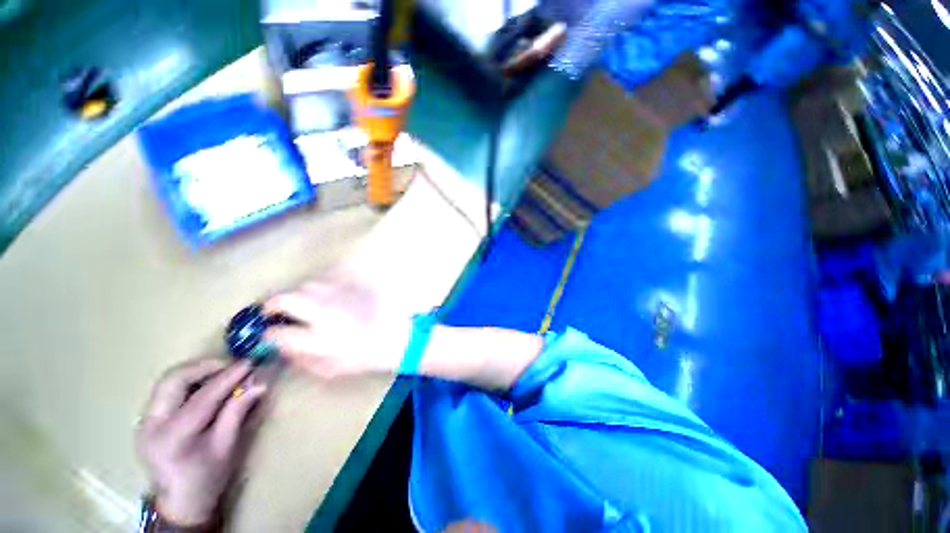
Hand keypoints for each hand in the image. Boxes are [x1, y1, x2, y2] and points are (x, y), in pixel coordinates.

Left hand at [136, 359, 267, 526]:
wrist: (179, 500)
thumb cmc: (208, 476)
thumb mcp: (227, 446)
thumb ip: (238, 411)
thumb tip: (259, 383)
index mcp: (173, 438)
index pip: (202, 398)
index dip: (228, 377)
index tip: (250, 362)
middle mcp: (151, 425)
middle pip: (173, 380)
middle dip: (205, 366)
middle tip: (233, 365)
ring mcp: (143, 421)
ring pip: (168, 380)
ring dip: (197, 371)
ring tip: (222, 372)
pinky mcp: (145, 418)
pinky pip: (167, 389)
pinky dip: (189, 381)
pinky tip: (206, 385)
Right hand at [263, 278, 411, 378]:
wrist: (399, 335)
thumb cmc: (367, 356)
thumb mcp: (332, 368)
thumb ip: (302, 360)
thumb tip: (281, 348)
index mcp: (319, 339)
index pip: (278, 333)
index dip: (268, 335)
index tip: (269, 335)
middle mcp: (326, 311)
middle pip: (285, 299)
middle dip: (273, 305)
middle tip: (274, 312)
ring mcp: (341, 294)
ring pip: (307, 285)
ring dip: (299, 295)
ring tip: (304, 305)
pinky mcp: (355, 284)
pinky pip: (330, 278)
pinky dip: (322, 286)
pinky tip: (326, 295)